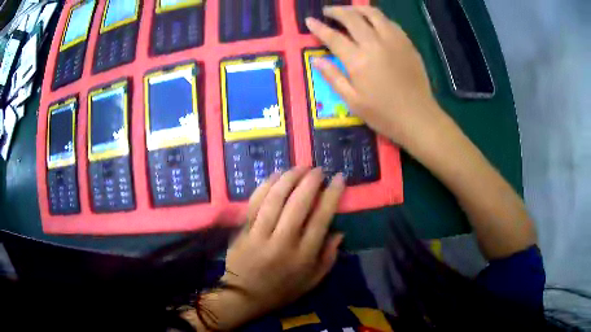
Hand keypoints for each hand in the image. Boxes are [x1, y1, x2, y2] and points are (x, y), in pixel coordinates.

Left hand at [191, 168, 345, 330]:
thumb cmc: (281, 290)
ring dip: (288, 178)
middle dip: (310, 181)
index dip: (332, 195)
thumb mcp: (312, 281)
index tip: (339, 178)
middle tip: (317, 169)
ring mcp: (259, 235)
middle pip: (298, 204)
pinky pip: (254, 203)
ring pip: (274, 199)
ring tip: (299, 167)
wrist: (244, 296)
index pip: (321, 218)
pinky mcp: (243, 230)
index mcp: (303, 256)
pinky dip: (265, 186)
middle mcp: (282, 242)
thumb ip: (328, 257)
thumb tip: (339, 231)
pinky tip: (275, 176)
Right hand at [306, 6, 447, 147]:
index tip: (309, 20)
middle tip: (328, 11)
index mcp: (358, 60)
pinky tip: (373, 22)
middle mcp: (375, 44)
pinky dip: (377, 17)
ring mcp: (394, 41)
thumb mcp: (352, 101)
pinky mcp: (407, 43)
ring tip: (350, 11)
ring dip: (358, 9)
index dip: (319, 27)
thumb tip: (315, 60)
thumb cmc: (383, 114)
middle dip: (336, 11)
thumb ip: (333, 77)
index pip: (333, 36)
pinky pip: (390, 22)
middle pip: (352, 18)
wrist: (418, 118)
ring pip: (373, 14)